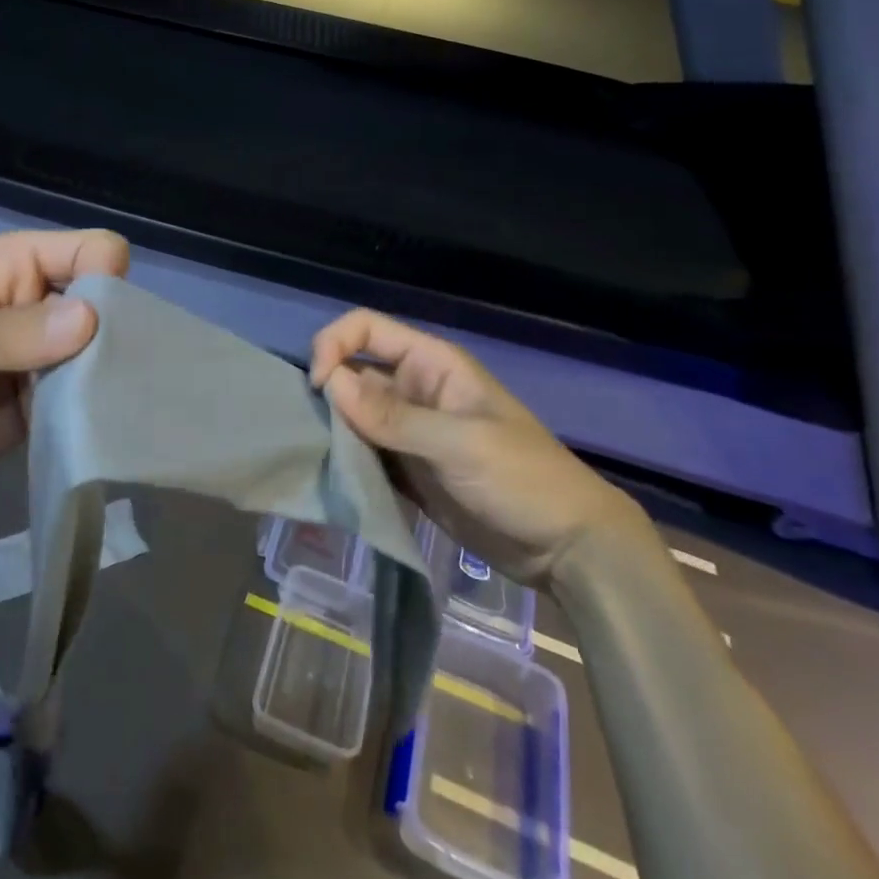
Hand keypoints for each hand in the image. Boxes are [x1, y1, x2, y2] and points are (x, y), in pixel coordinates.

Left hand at [0, 229, 129, 485]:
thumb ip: (5, 333)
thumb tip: (90, 319)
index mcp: (16, 267)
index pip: (91, 251)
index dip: (106, 280)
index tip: (101, 329)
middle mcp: (39, 305)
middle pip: (108, 305)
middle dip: (117, 336)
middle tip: (115, 380)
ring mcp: (43, 357)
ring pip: (103, 355)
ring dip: (110, 379)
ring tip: (117, 411)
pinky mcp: (41, 405)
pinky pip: (83, 402)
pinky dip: (94, 414)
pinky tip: (102, 432)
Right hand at [310, 310, 646, 588]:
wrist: (566, 549)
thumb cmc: (523, 480)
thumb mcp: (460, 444)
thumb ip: (393, 416)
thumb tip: (329, 384)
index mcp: (430, 364)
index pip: (366, 329)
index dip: (334, 345)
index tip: (319, 387)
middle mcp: (412, 390)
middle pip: (351, 372)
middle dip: (327, 395)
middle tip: (312, 433)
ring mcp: (408, 432)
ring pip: (352, 415)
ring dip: (332, 430)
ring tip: (316, 457)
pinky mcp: (405, 469)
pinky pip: (363, 454)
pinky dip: (344, 461)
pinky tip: (332, 478)